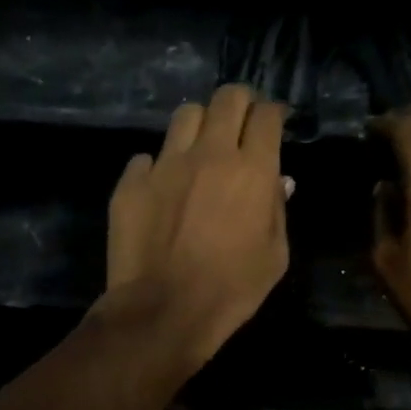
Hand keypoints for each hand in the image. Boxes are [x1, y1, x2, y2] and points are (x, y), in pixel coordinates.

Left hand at [104, 85, 290, 369]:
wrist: (164, 311)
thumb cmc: (231, 290)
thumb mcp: (274, 257)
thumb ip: (278, 210)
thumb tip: (278, 182)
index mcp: (253, 171)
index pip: (267, 116)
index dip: (272, 114)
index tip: (272, 124)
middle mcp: (210, 154)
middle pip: (227, 98)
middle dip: (240, 103)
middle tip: (240, 123)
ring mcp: (166, 164)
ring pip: (185, 115)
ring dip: (199, 125)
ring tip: (199, 147)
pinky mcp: (132, 182)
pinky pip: (147, 157)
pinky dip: (158, 166)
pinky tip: (161, 188)